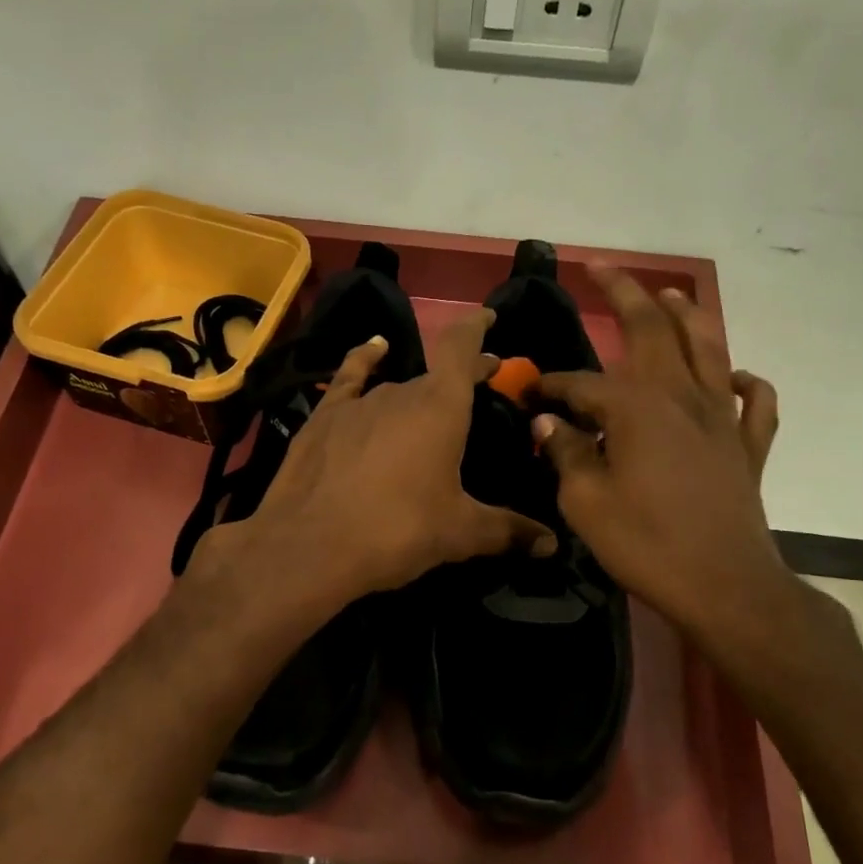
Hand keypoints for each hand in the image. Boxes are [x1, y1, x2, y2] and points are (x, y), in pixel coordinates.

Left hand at [203, 308, 555, 608]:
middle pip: (436, 375)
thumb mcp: (460, 534)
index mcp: (441, 408)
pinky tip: (373, 350)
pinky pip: (350, 377)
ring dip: (417, 391)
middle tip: (477, 390)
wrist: (310, 546)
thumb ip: (509, 531)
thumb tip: (552, 545)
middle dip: (459, 379)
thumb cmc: (397, 531)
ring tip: (429, 405)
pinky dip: (364, 361)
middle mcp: (401, 392)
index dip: (477, 329)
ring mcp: (358, 402)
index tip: (489, 317)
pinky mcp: (323, 417)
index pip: (463, 349)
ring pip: (397, 386)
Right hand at [533, 268, 796, 646]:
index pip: (583, 383)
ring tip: (671, 293)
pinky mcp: (748, 446)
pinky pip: (755, 401)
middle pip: (654, 330)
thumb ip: (565, 454)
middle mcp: (683, 397)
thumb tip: (548, 422)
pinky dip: (745, 382)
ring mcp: (722, 418)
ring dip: (688, 315)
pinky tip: (732, 378)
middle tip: (604, 269)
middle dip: (625, 294)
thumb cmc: (646, 544)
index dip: (552, 385)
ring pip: (709, 348)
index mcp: (637, 409)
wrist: (724, 586)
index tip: (529, 393)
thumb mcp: (586, 503)